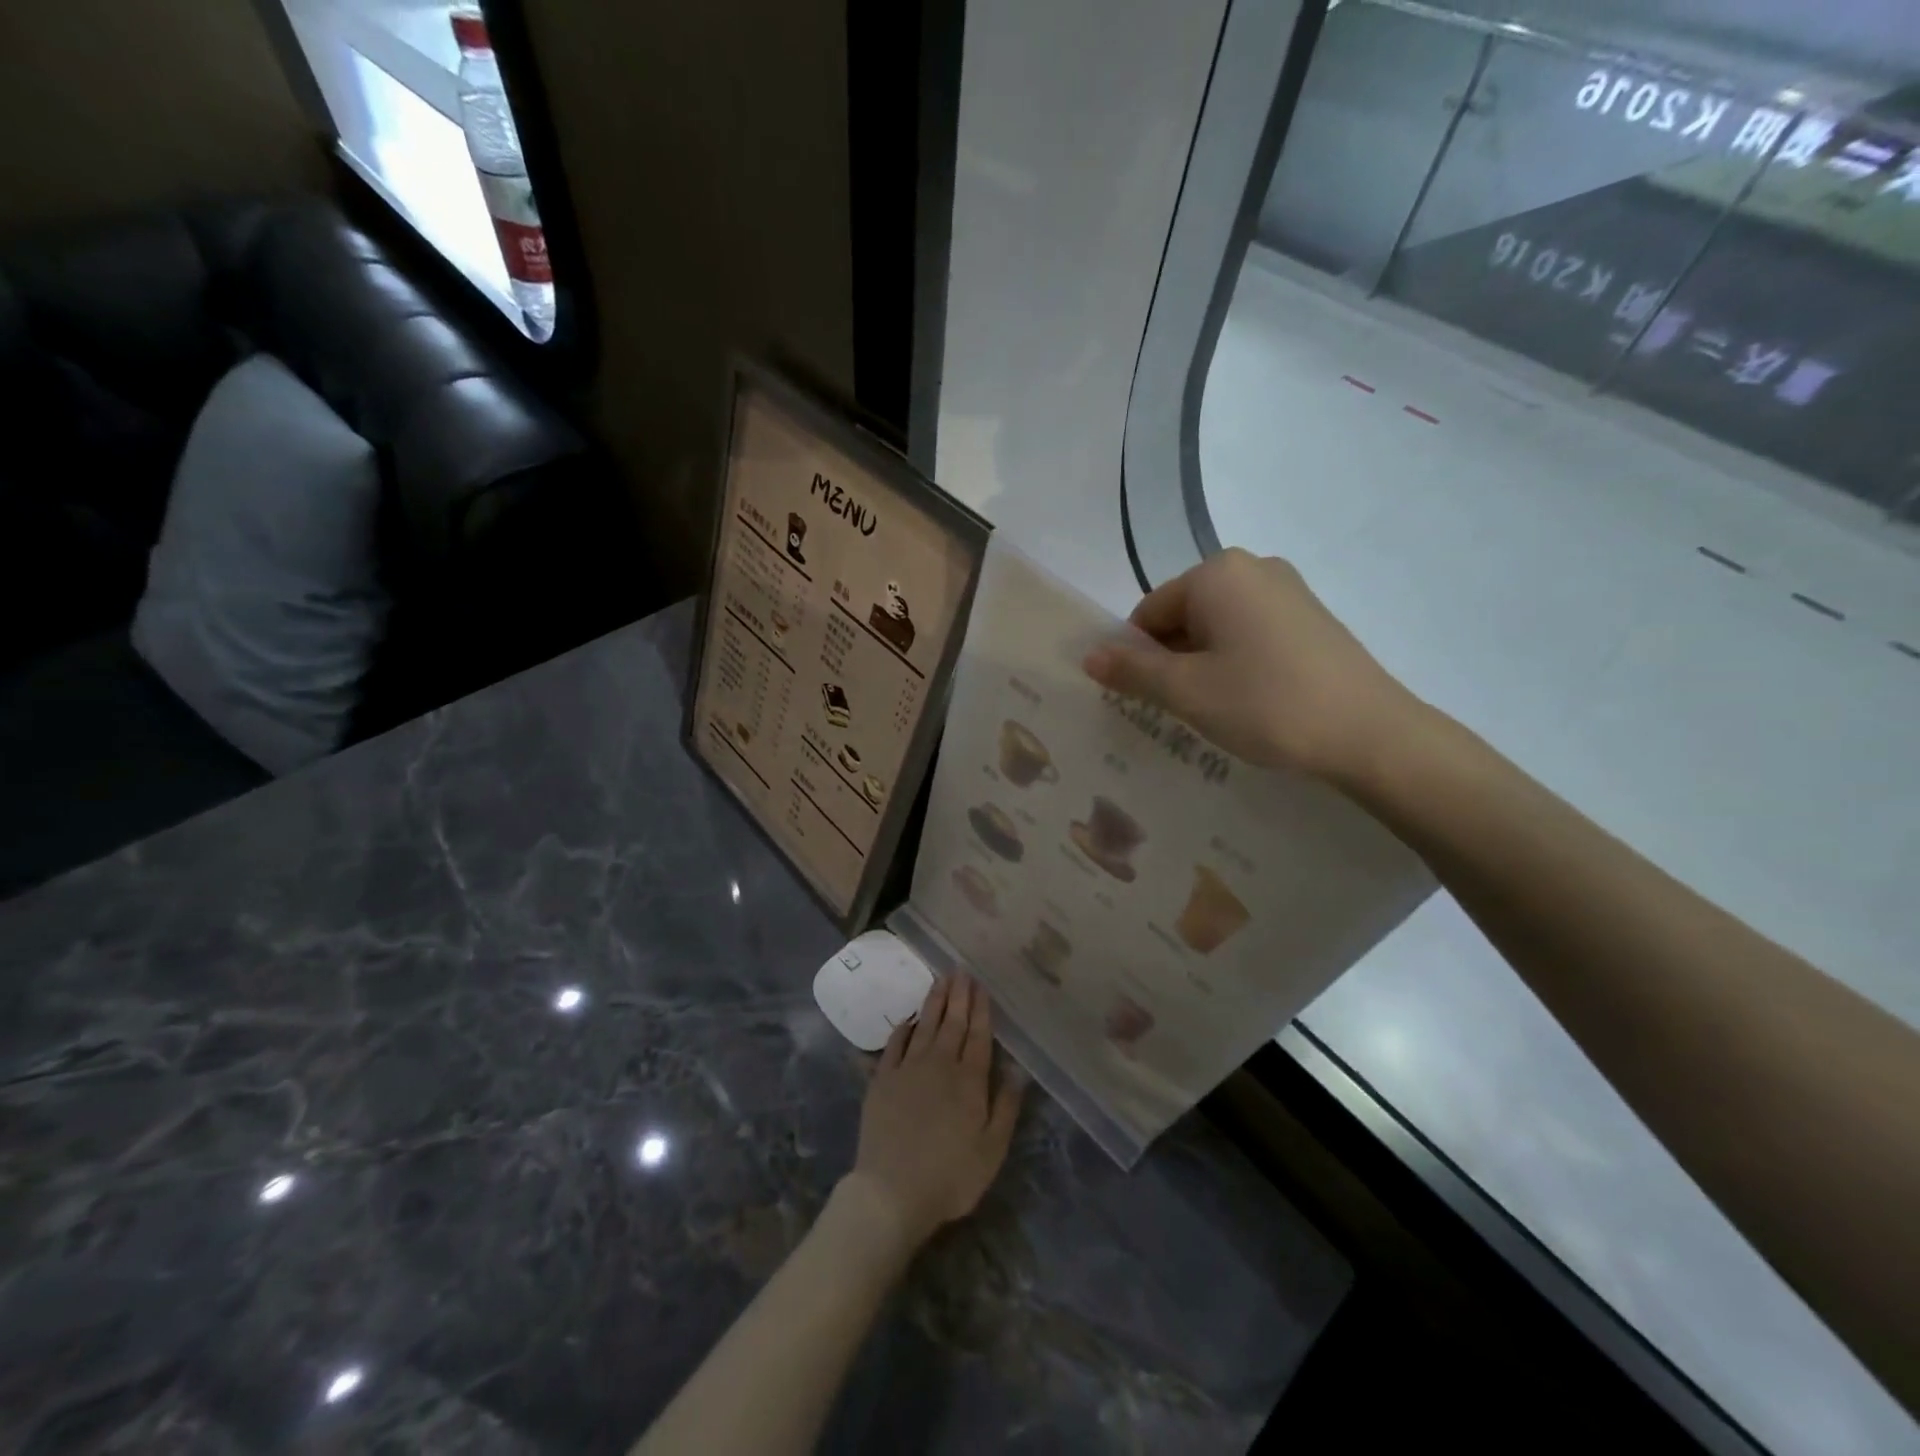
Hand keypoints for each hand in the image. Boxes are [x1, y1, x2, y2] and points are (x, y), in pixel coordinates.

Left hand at [844, 974, 1023, 1253]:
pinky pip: (895, 1044)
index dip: (980, 1009)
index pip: (978, 1035)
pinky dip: (903, 1028)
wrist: (892, 1191)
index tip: (981, 985)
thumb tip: (1018, 1069)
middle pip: (952, 1023)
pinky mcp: (882, 1080)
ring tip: (940, 980)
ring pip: (925, 1026)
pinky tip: (909, 1018)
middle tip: (961, 970)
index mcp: (970, 1080)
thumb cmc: (950, 1176)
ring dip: (934, 1002)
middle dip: (959, 995)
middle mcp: (940, 1065)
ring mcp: (908, 1069)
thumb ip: (1006, 1106)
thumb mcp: (992, 1150)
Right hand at [1083, 548, 1421, 785]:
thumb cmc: (1265, 703)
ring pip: (1218, 628)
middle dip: (1171, 660)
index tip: (1146, 699)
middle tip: (1179, 709)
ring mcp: (1288, 591)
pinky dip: (1237, 664)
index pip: (1149, 612)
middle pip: (1183, 616)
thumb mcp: (1186, 691)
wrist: (1370, 734)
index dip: (1137, 657)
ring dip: (1203, 666)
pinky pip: (1251, 635)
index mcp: (1217, 573)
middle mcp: (1253, 568)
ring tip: (1215, 710)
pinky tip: (1249, 702)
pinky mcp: (1311, 619)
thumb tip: (1089, 656)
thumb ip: (1132, 670)